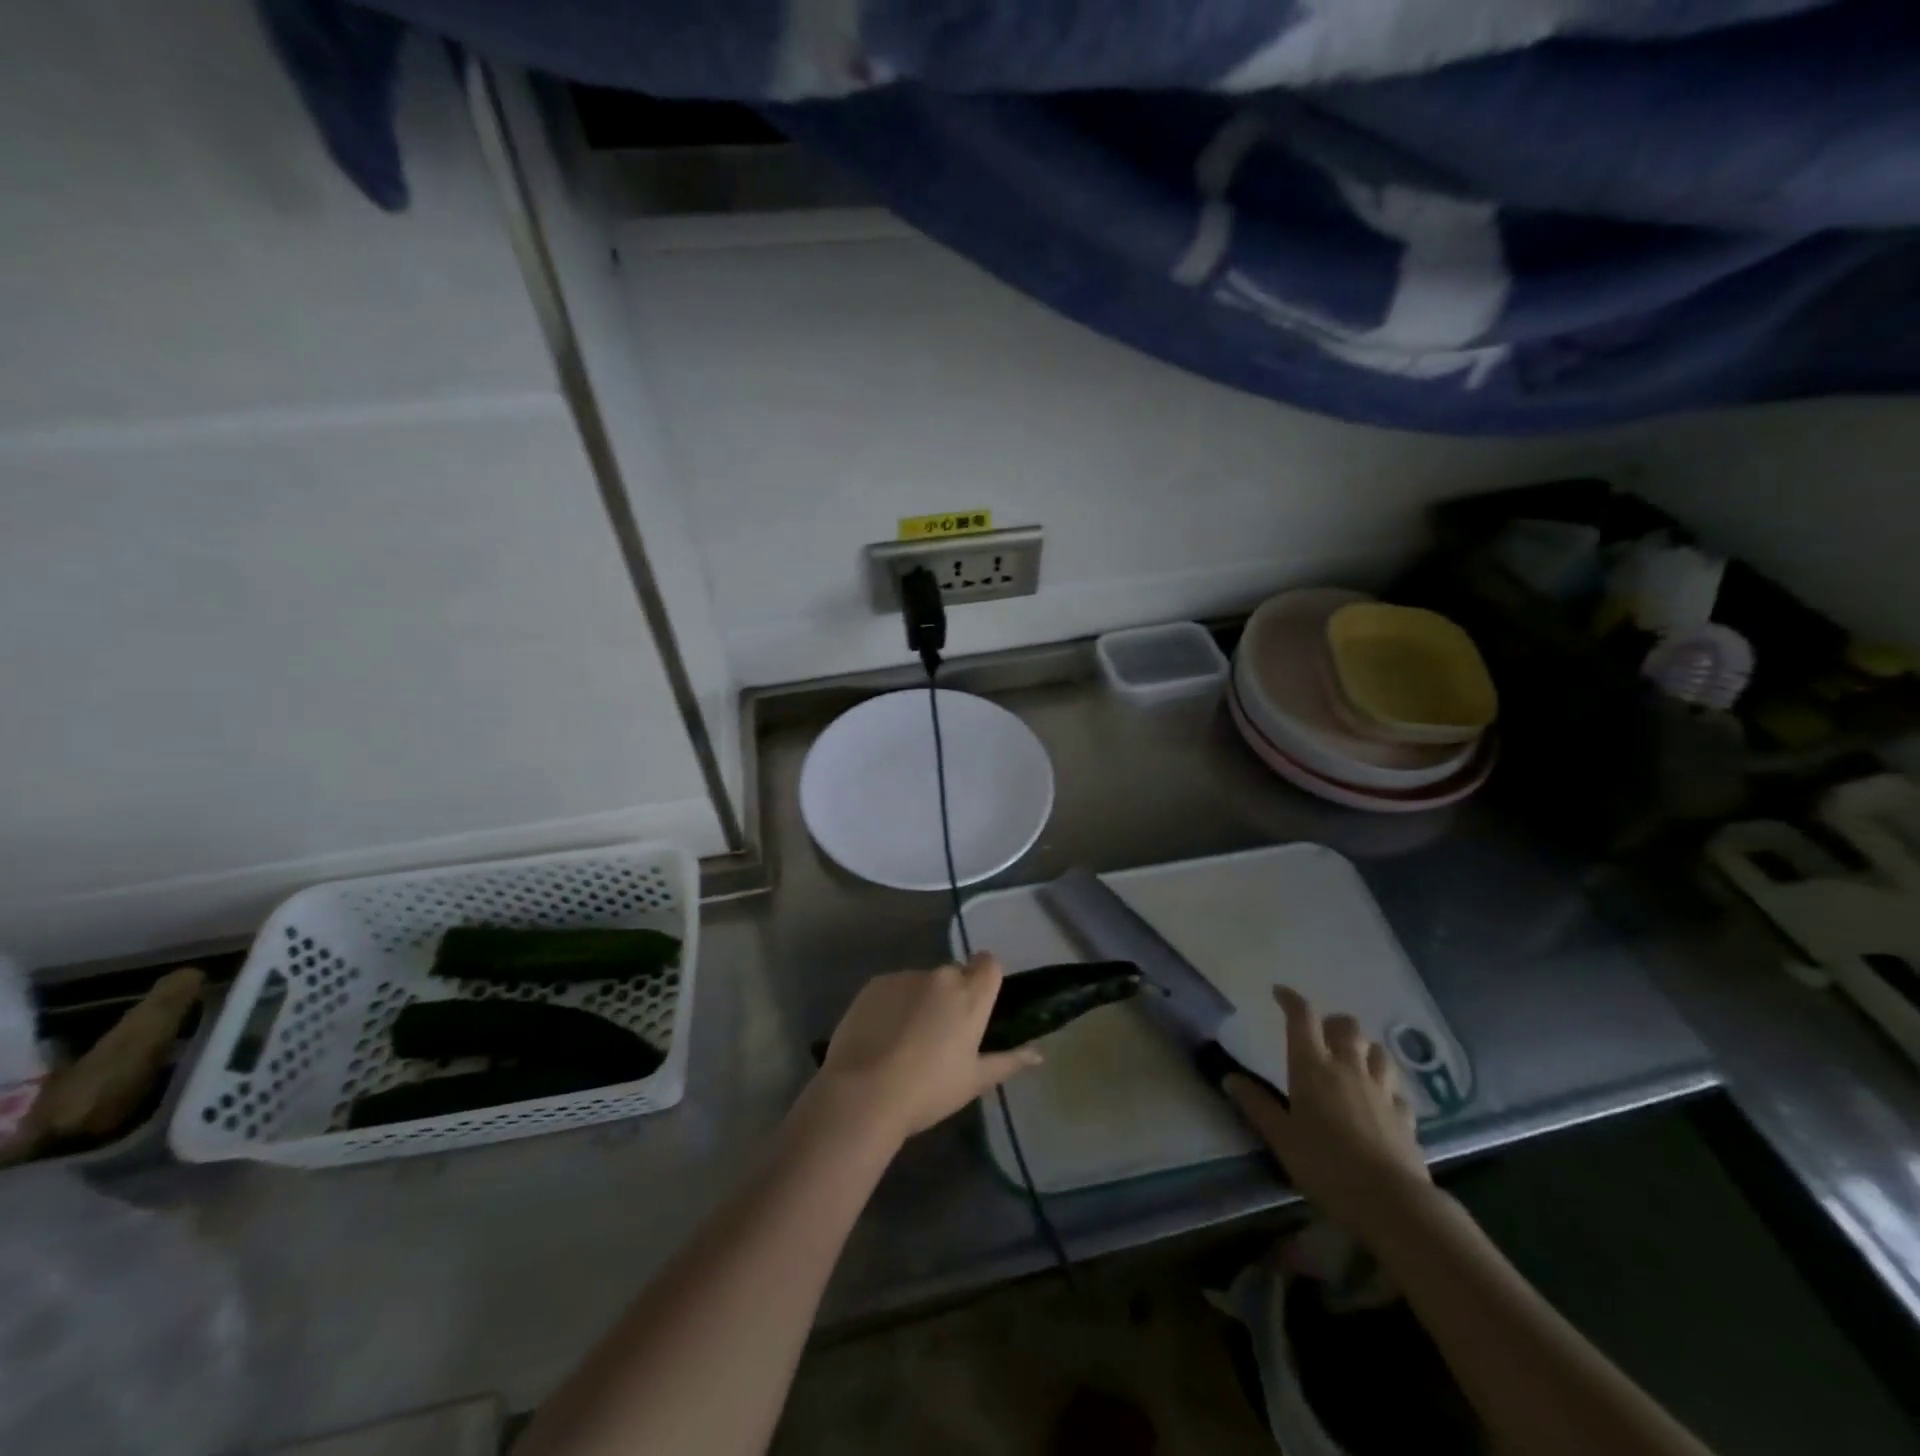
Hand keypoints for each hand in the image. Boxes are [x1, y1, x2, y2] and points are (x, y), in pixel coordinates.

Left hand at [806, 953, 1041, 1147]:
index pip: (989, 963)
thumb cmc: (928, 1090)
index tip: (978, 1005)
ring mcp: (905, 977)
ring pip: (922, 982)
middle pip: (954, 974)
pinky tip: (881, 1036)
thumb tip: (1038, 1053)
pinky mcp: (874, 984)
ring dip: (921, 1000)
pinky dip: (893, 1004)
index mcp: (970, 995)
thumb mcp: (975, 1081)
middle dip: (952, 995)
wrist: (863, 1093)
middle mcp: (940, 976)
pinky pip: (893, 987)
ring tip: (906, 1040)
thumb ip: (1009, 1061)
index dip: (986, 979)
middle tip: (941, 1034)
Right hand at [1224, 986, 1430, 1240]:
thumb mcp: (1280, 1136)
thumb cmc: (1324, 1163)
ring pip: (1378, 1052)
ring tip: (1353, 1059)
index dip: (1291, 1000)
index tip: (1280, 993)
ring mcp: (1381, 1091)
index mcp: (1312, 1067)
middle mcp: (1348, 1068)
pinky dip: (1387, 1088)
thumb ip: (1257, 1105)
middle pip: (1347, 1026)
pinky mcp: (1404, 1116)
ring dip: (1364, 1049)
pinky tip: (1381, 1100)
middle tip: (1321, 1033)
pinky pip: (1396, 1091)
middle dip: (1333, 1022)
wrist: (1390, 1201)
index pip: (1302, 1018)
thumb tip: (1229, 1078)